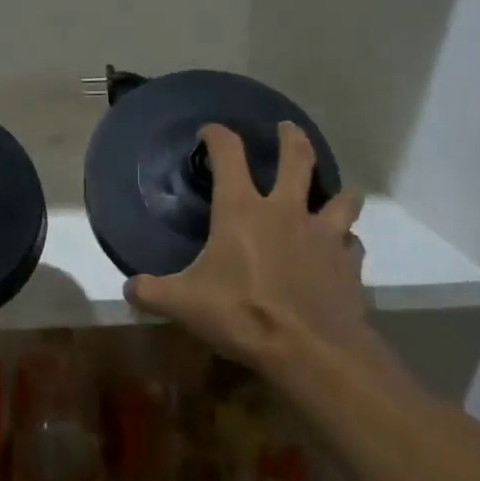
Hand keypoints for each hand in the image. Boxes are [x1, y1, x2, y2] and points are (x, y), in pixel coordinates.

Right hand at [123, 122, 375, 382]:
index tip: (210, 132)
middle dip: (292, 138)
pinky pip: (351, 243)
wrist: (311, 351)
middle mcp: (286, 210)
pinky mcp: (348, 263)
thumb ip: (152, 292)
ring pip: (341, 197)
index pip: (228, 153)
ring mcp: (323, 235)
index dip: (218, 135)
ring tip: (333, 193)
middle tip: (287, 129)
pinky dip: (345, 242)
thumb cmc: (242, 314)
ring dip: (337, 191)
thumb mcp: (183, 304)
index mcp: (242, 209)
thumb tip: (128, 288)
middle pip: (297, 158)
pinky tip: (339, 251)